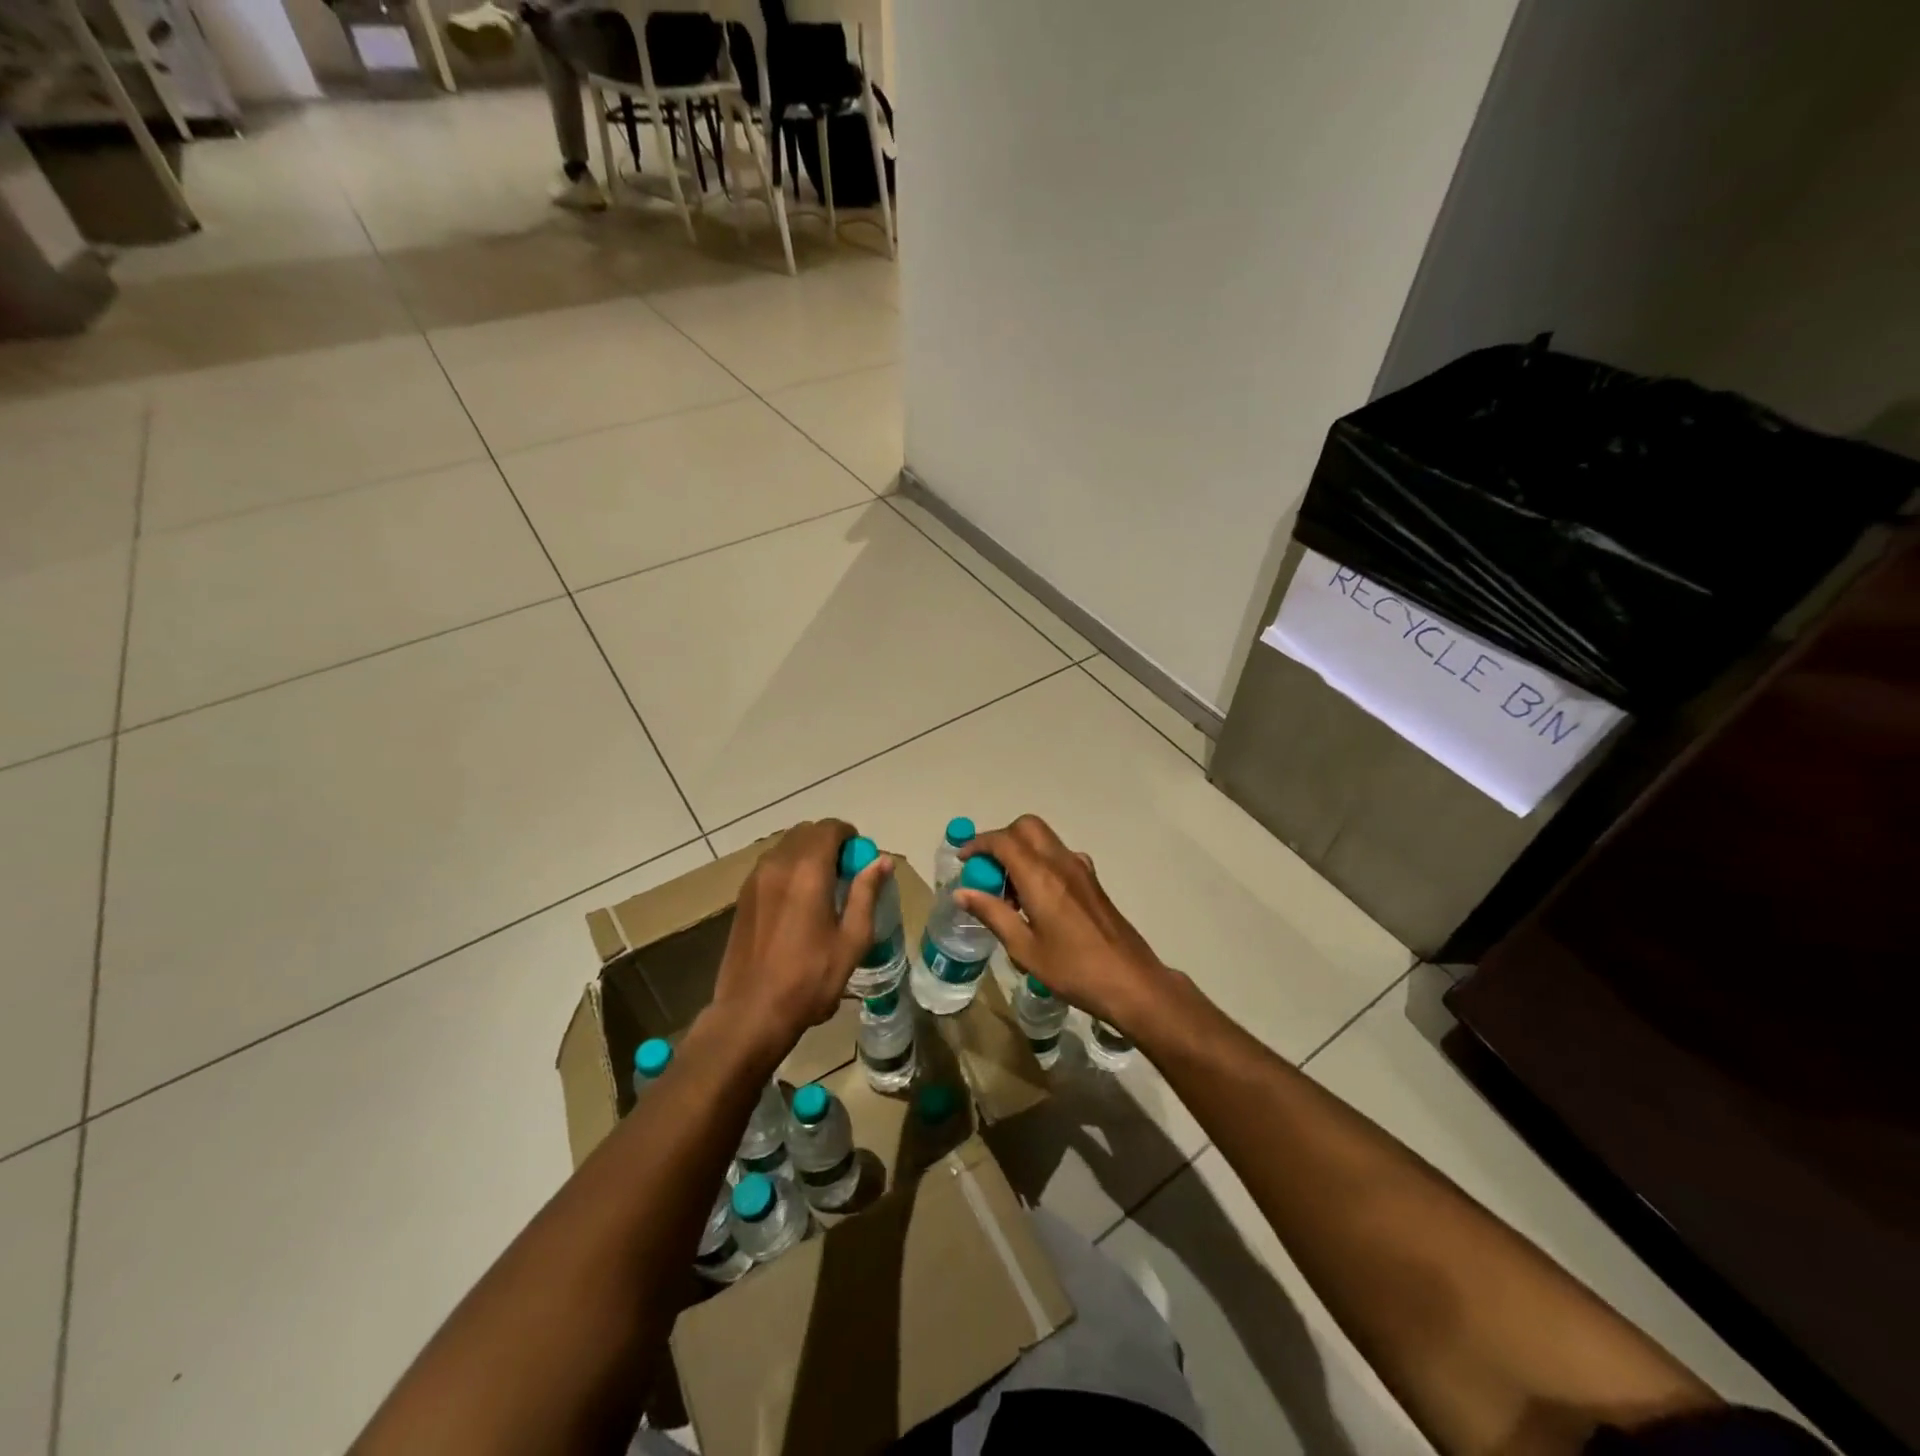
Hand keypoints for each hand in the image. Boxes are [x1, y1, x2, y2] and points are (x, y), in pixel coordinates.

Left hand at [712, 819, 890, 1056]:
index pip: (830, 828)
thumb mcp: (852, 939)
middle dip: (828, 843)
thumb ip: (866, 893)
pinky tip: (797, 903)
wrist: (751, 1012)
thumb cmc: (810, 979)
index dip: (849, 837)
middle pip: (806, 833)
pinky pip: (770, 865)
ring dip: (807, 854)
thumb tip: (881, 861)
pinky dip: (788, 869)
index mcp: (808, 871)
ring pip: (786, 847)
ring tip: (822, 889)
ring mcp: (755, 879)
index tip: (860, 860)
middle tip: (844, 874)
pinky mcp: (742, 896)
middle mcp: (778, 864)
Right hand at [954, 814, 1174, 1034]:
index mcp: (1041, 877)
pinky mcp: (1092, 881)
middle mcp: (1061, 863)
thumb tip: (962, 892)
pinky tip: (1036, 901)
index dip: (978, 844)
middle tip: (987, 872)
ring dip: (1021, 852)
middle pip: (1026, 827)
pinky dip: (1039, 863)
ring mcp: (1081, 869)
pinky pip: (1059, 856)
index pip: (1003, 841)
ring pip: (1044, 839)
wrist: (1131, 982)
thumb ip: (992, 914)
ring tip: (1009, 894)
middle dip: (1001, 839)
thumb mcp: (1024, 948)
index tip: (963, 861)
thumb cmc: (1074, 970)